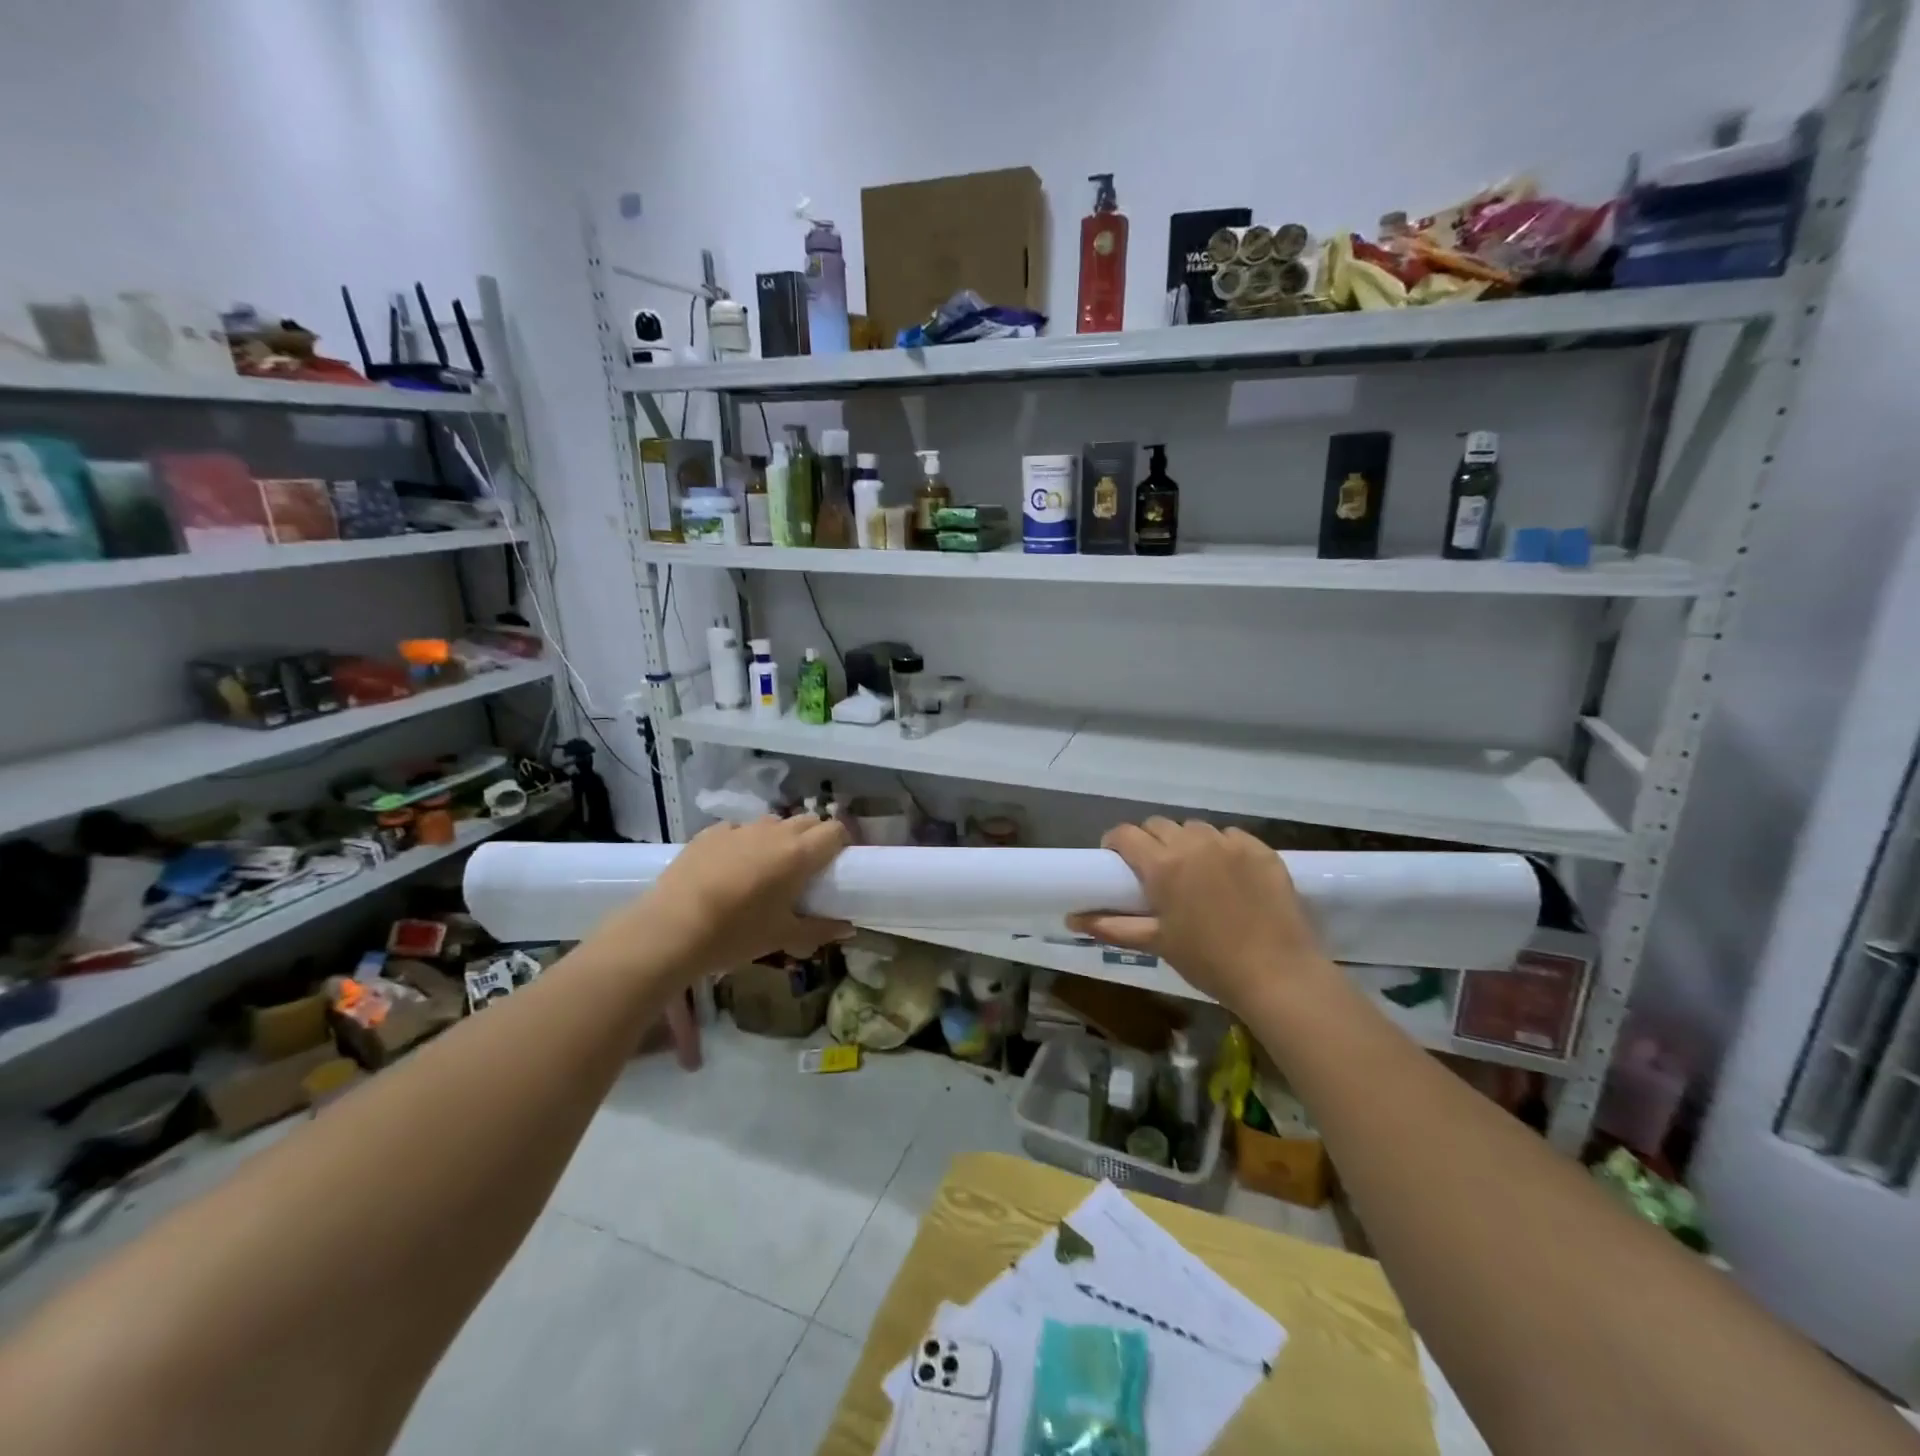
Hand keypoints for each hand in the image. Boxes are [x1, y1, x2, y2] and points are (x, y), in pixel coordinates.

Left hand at [592, 816, 853, 980]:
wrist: (670, 929)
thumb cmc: (735, 934)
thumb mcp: (782, 937)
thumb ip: (820, 929)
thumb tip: (848, 927)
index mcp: (799, 854)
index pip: (835, 830)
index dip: (840, 844)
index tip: (836, 866)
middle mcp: (774, 832)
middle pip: (808, 821)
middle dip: (813, 839)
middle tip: (806, 871)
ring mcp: (739, 828)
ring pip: (773, 823)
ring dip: (779, 839)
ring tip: (767, 869)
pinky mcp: (710, 832)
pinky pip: (738, 830)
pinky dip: (744, 843)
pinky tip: (730, 870)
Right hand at [1067, 818, 1333, 1011]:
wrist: (1278, 975)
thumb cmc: (1209, 962)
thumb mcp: (1157, 943)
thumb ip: (1111, 926)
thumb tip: (1071, 918)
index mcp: (1163, 865)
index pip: (1125, 834)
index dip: (1115, 843)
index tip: (1115, 860)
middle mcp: (1193, 844)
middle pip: (1158, 825)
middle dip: (1150, 842)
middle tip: (1155, 871)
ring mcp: (1231, 843)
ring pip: (1195, 828)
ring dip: (1186, 843)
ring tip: (1194, 872)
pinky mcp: (1261, 849)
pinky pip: (1231, 836)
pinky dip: (1222, 848)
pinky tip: (1228, 875)